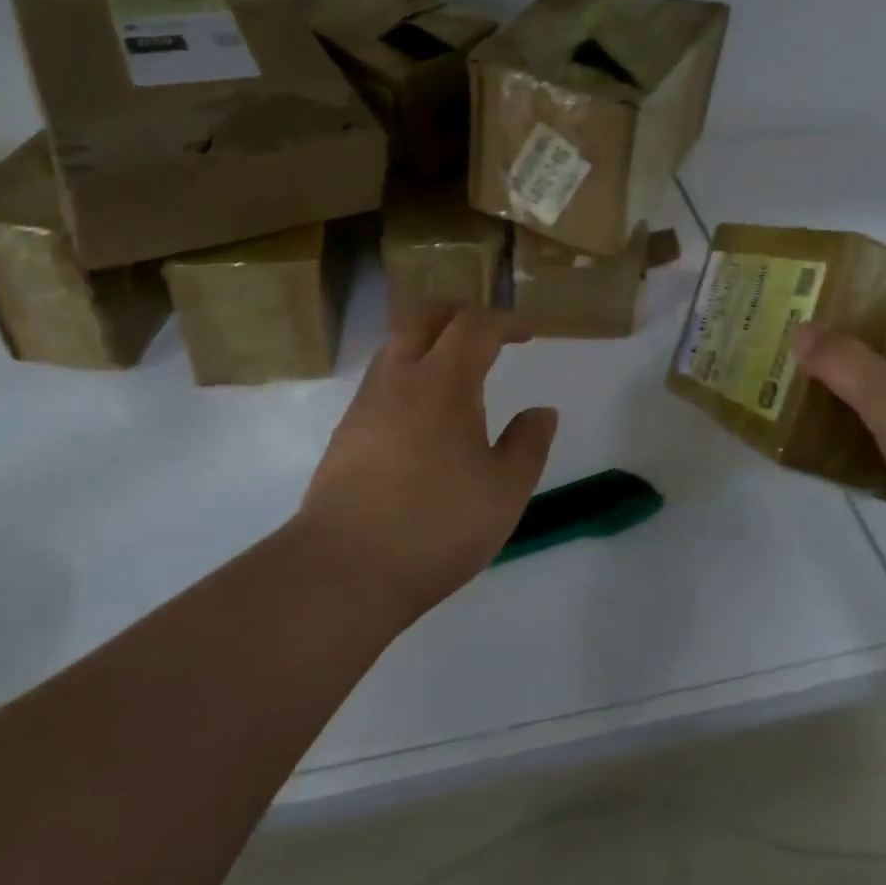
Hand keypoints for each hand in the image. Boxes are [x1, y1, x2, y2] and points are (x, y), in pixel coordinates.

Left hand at [296, 306, 558, 622]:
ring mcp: (366, 403)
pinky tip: (421, 411)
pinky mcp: (346, 431)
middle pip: (425, 317)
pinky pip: (381, 378)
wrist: (343, 570)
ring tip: (454, 367)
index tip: (527, 335)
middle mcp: (399, 378)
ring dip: (428, 340)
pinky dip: (407, 372)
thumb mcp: (505, 490)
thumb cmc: (436, 525)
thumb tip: (542, 411)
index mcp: (443, 381)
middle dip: (460, 314)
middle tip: (487, 331)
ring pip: (396, 345)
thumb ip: (529, 444)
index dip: (505, 322)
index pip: (475, 326)